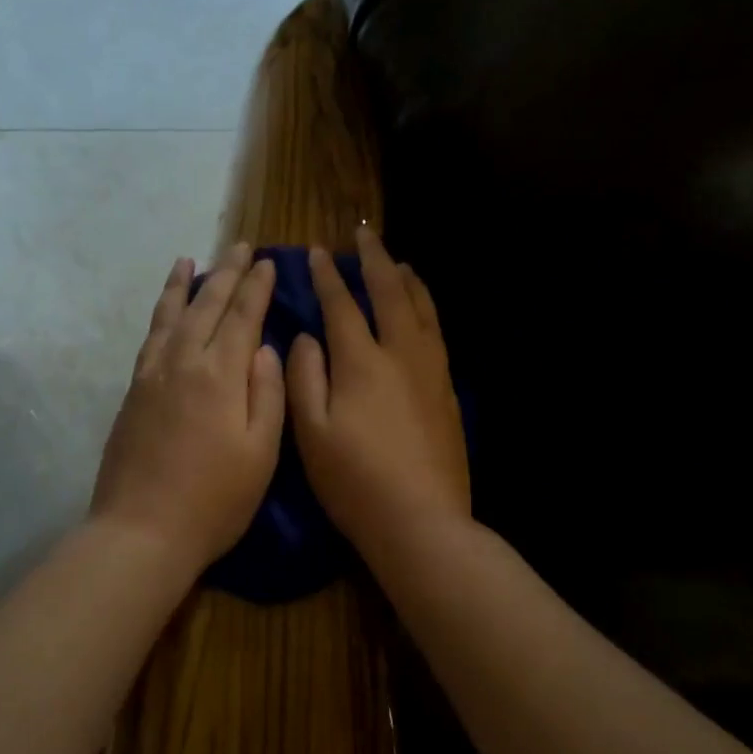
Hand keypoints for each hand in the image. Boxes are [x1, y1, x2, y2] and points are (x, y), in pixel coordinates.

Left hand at [91, 243, 284, 573]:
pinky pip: (150, 337)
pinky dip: (159, 314)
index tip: (268, 261)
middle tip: (241, 247)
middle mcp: (183, 362)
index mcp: (220, 375)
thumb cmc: (214, 500)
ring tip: (190, 259)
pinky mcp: (132, 392)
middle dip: (227, 273)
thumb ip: (267, 394)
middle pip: (206, 306)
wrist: (142, 530)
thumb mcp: (260, 453)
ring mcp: (152, 376)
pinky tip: (165, 311)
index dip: (257, 286)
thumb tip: (266, 349)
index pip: (243, 316)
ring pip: (170, 315)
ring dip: (184, 285)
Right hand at [288, 226, 469, 558]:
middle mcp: (401, 354)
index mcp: (362, 362)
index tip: (317, 251)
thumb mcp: (311, 432)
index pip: (342, 304)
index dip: (328, 275)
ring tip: (397, 262)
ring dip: (406, 279)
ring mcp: (431, 371)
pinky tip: (422, 312)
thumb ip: (304, 377)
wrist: (421, 520)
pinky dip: (426, 309)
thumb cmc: (354, 481)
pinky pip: (436, 333)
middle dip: (375, 258)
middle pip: (390, 292)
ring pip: (422, 309)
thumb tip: (307, 337)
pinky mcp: (448, 391)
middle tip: (364, 233)